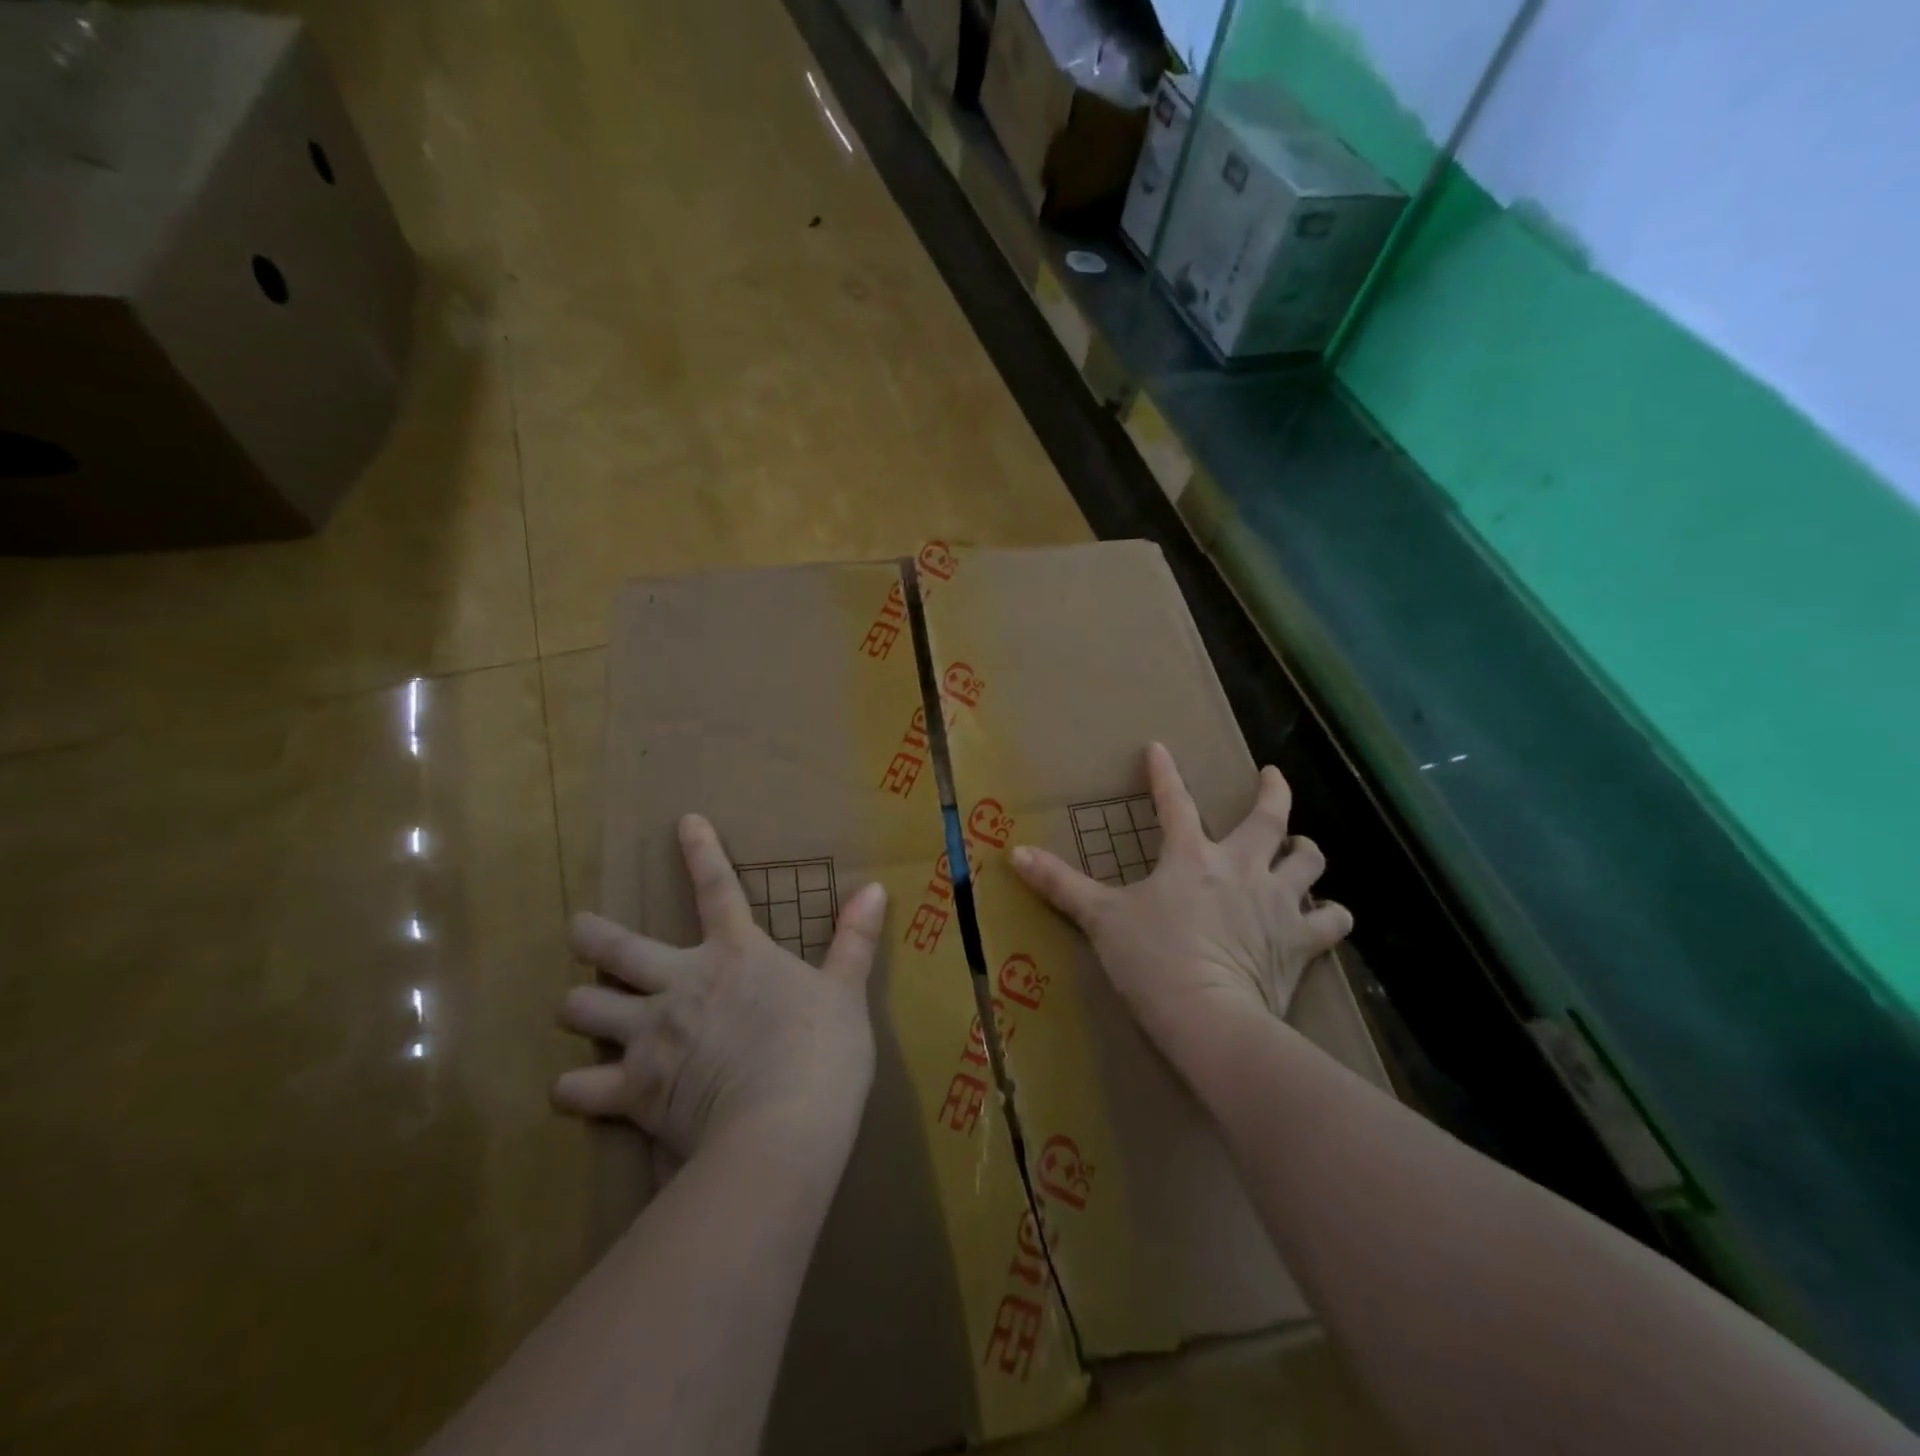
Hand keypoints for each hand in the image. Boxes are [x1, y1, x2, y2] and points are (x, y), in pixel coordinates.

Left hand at [553, 815, 886, 1159]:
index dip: (701, 851)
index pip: (717, 888)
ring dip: (578, 1008)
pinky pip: (579, 1090)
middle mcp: (683, 983)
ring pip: (585, 1010)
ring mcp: (651, 1035)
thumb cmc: (822, 1051)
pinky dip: (574, 1090)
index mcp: (736, 954)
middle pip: (617, 948)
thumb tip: (876, 888)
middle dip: (591, 935)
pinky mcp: (634, 1090)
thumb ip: (855, 939)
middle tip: (578, 930)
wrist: (783, 1124)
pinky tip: (574, 1091)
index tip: (684, 821)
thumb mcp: (846, 991)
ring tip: (576, 1009)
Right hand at [1010, 743, 1351, 1071]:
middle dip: (1272, 790)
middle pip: (1269, 816)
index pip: (1174, 801)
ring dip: (1305, 853)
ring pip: (1308, 860)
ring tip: (1301, 851)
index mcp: (1191, 856)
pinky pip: (1332, 920)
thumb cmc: (1151, 960)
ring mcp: (1277, 901)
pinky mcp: (1301, 940)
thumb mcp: (1099, 918)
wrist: (1209, 1017)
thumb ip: (1060, 884)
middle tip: (1271, 777)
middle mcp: (1242, 866)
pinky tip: (1326, 916)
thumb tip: (1013, 853)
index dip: (1163, 773)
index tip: (1159, 748)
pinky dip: (1330, 916)